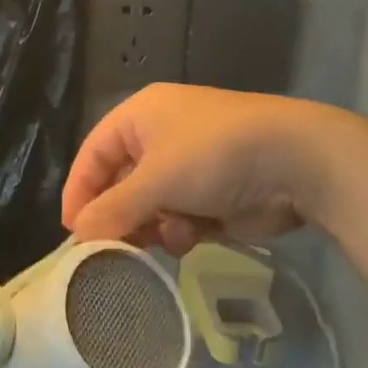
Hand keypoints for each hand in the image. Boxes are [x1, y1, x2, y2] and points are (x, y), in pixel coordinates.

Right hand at [62, 84, 349, 254]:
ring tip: (161, 238)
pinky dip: (181, 230)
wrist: (296, 163)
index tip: (71, 233)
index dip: (80, 191)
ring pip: (151, 206)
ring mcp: (191, 166)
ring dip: (152, 226)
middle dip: (119, 215)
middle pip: (122, 182)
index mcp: (141, 116)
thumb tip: (77, 236)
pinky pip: (180, 218)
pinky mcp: (215, 194)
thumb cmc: (213, 156)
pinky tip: (192, 235)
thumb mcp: (155, 180)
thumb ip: (112, 209)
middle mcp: (162, 136)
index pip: (94, 153)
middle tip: (109, 250)